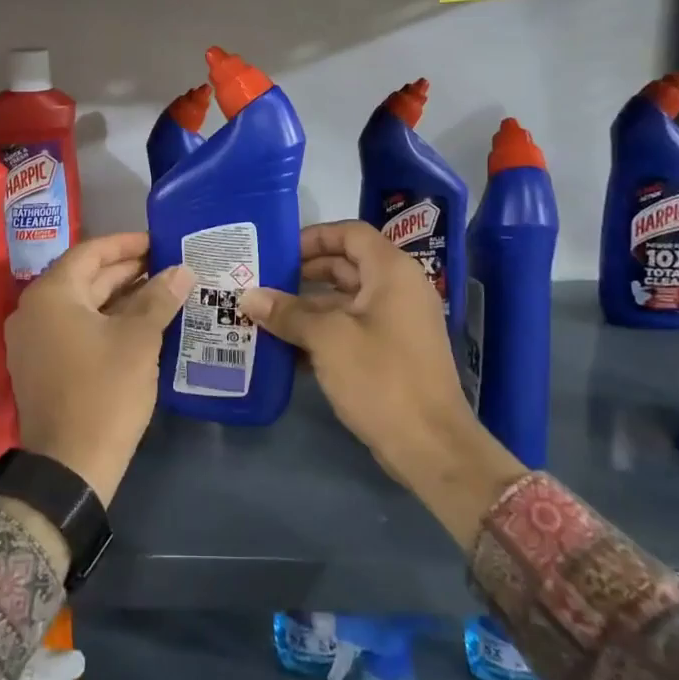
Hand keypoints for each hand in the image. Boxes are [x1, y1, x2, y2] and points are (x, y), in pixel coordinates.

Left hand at [5, 234, 192, 504]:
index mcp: (51, 294)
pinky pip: (76, 329)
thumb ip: (159, 299)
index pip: (90, 253)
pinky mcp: (42, 366)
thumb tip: (182, 271)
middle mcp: (35, 311)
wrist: (69, 467)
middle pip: (85, 277)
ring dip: (120, 297)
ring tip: (161, 291)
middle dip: (127, 271)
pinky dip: (106, 321)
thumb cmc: (104, 392)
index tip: (158, 241)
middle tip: (167, 265)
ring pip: (82, 305)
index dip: (126, 244)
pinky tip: (140, 324)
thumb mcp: (138, 340)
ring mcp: (35, 341)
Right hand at [239, 221, 525, 545]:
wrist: (431, 446)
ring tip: (265, 317)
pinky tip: (287, 349)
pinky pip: (351, 329)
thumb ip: (287, 313)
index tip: (278, 253)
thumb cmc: (381, 377)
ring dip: (307, 308)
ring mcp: (397, 323)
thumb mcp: (327, 339)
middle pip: (345, 266)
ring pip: (344, 301)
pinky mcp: (392, 353)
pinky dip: (322, 333)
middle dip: (303, 275)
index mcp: (391, 272)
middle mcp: (398, 289)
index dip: (313, 237)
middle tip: (263, 284)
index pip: (350, 233)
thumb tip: (248, 297)